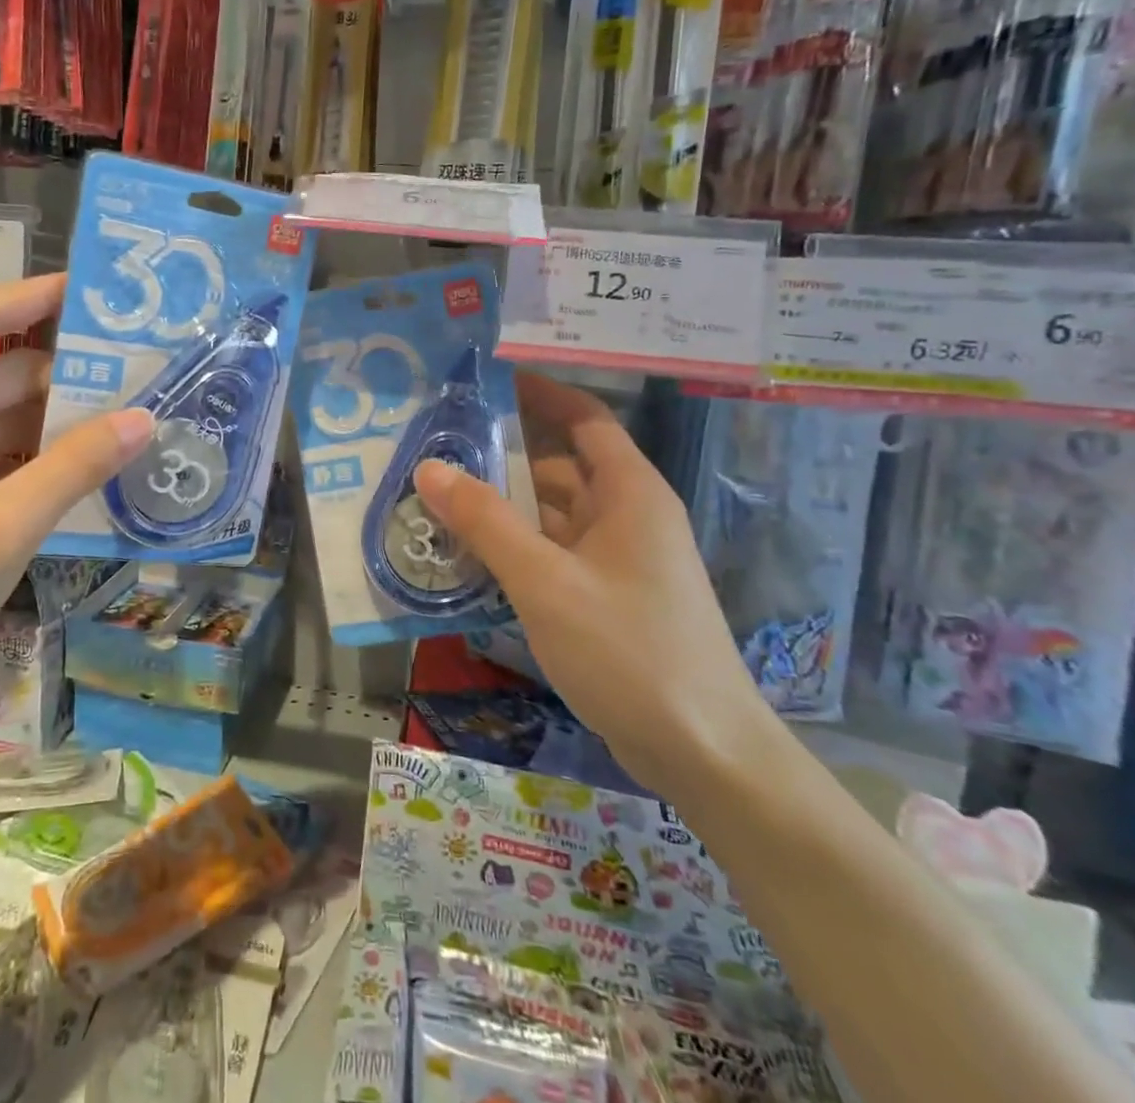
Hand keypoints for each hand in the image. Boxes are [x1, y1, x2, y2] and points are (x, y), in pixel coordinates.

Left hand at [0, 275, 153, 719]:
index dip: (40, 295)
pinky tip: (74, 481)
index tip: (99, 296)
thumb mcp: (3, 526)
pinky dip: (27, 460)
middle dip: (65, 372)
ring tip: (121, 429)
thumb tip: (142, 418)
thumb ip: (75, 467)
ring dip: (51, 423)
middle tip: (138, 379)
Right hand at [414, 372, 772, 795]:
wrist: (704, 753)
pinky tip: (468, 559)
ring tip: (437, 502)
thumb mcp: (545, 581)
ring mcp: (619, 561)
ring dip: (502, 509)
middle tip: (437, 449)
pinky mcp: (608, 598)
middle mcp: (627, 516)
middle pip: (559, 467)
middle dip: (501, 457)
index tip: (486, 381)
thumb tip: (429, 467)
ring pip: (552, 516)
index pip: (585, 419)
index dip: (540, 393)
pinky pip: (553, 555)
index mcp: (629, 493)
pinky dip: (515, 550)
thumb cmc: (628, 650)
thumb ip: (485, 522)